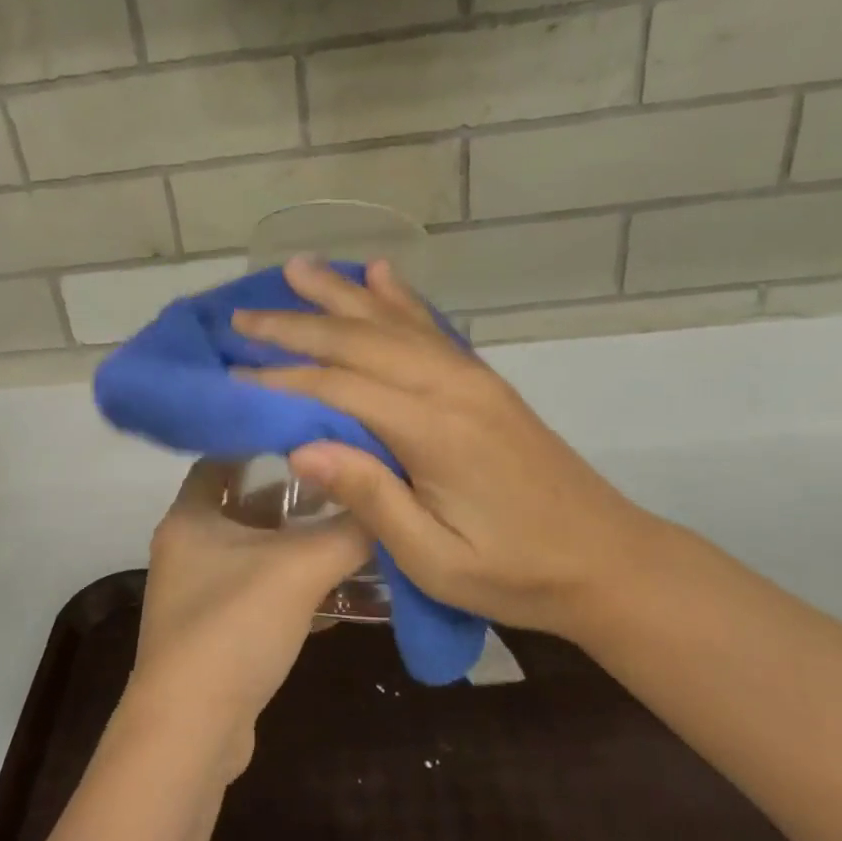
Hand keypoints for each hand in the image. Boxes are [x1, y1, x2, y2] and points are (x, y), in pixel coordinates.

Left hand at [129, 460, 370, 773]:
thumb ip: (348, 531)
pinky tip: (340, 597)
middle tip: (344, 485)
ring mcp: (199, 594)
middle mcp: (187, 549)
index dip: (265, 444)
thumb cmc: (234, 627)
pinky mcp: (216, 634)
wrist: (192, 732)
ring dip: (299, 548)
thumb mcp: (299, 568)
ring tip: (352, 534)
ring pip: (257, 555)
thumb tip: (387, 501)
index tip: (311, 436)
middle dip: (294, 499)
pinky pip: (261, 596)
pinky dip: (295, 590)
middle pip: (245, 506)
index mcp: (190, 517)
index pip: (223, 458)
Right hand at [230, 257, 661, 640]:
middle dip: (297, 325)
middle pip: (360, 341)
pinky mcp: (483, 382)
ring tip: (297, 268)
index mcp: (434, 430)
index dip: (282, 379)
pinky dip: (399, 297)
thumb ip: (369, 497)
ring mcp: (471, 378)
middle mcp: (450, 387)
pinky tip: (380, 274)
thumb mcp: (434, 559)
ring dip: (341, 294)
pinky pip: (430, 327)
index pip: (339, 389)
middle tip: (242, 315)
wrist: (609, 561)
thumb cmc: (514, 572)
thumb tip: (298, 448)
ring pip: (393, 322)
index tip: (232, 371)